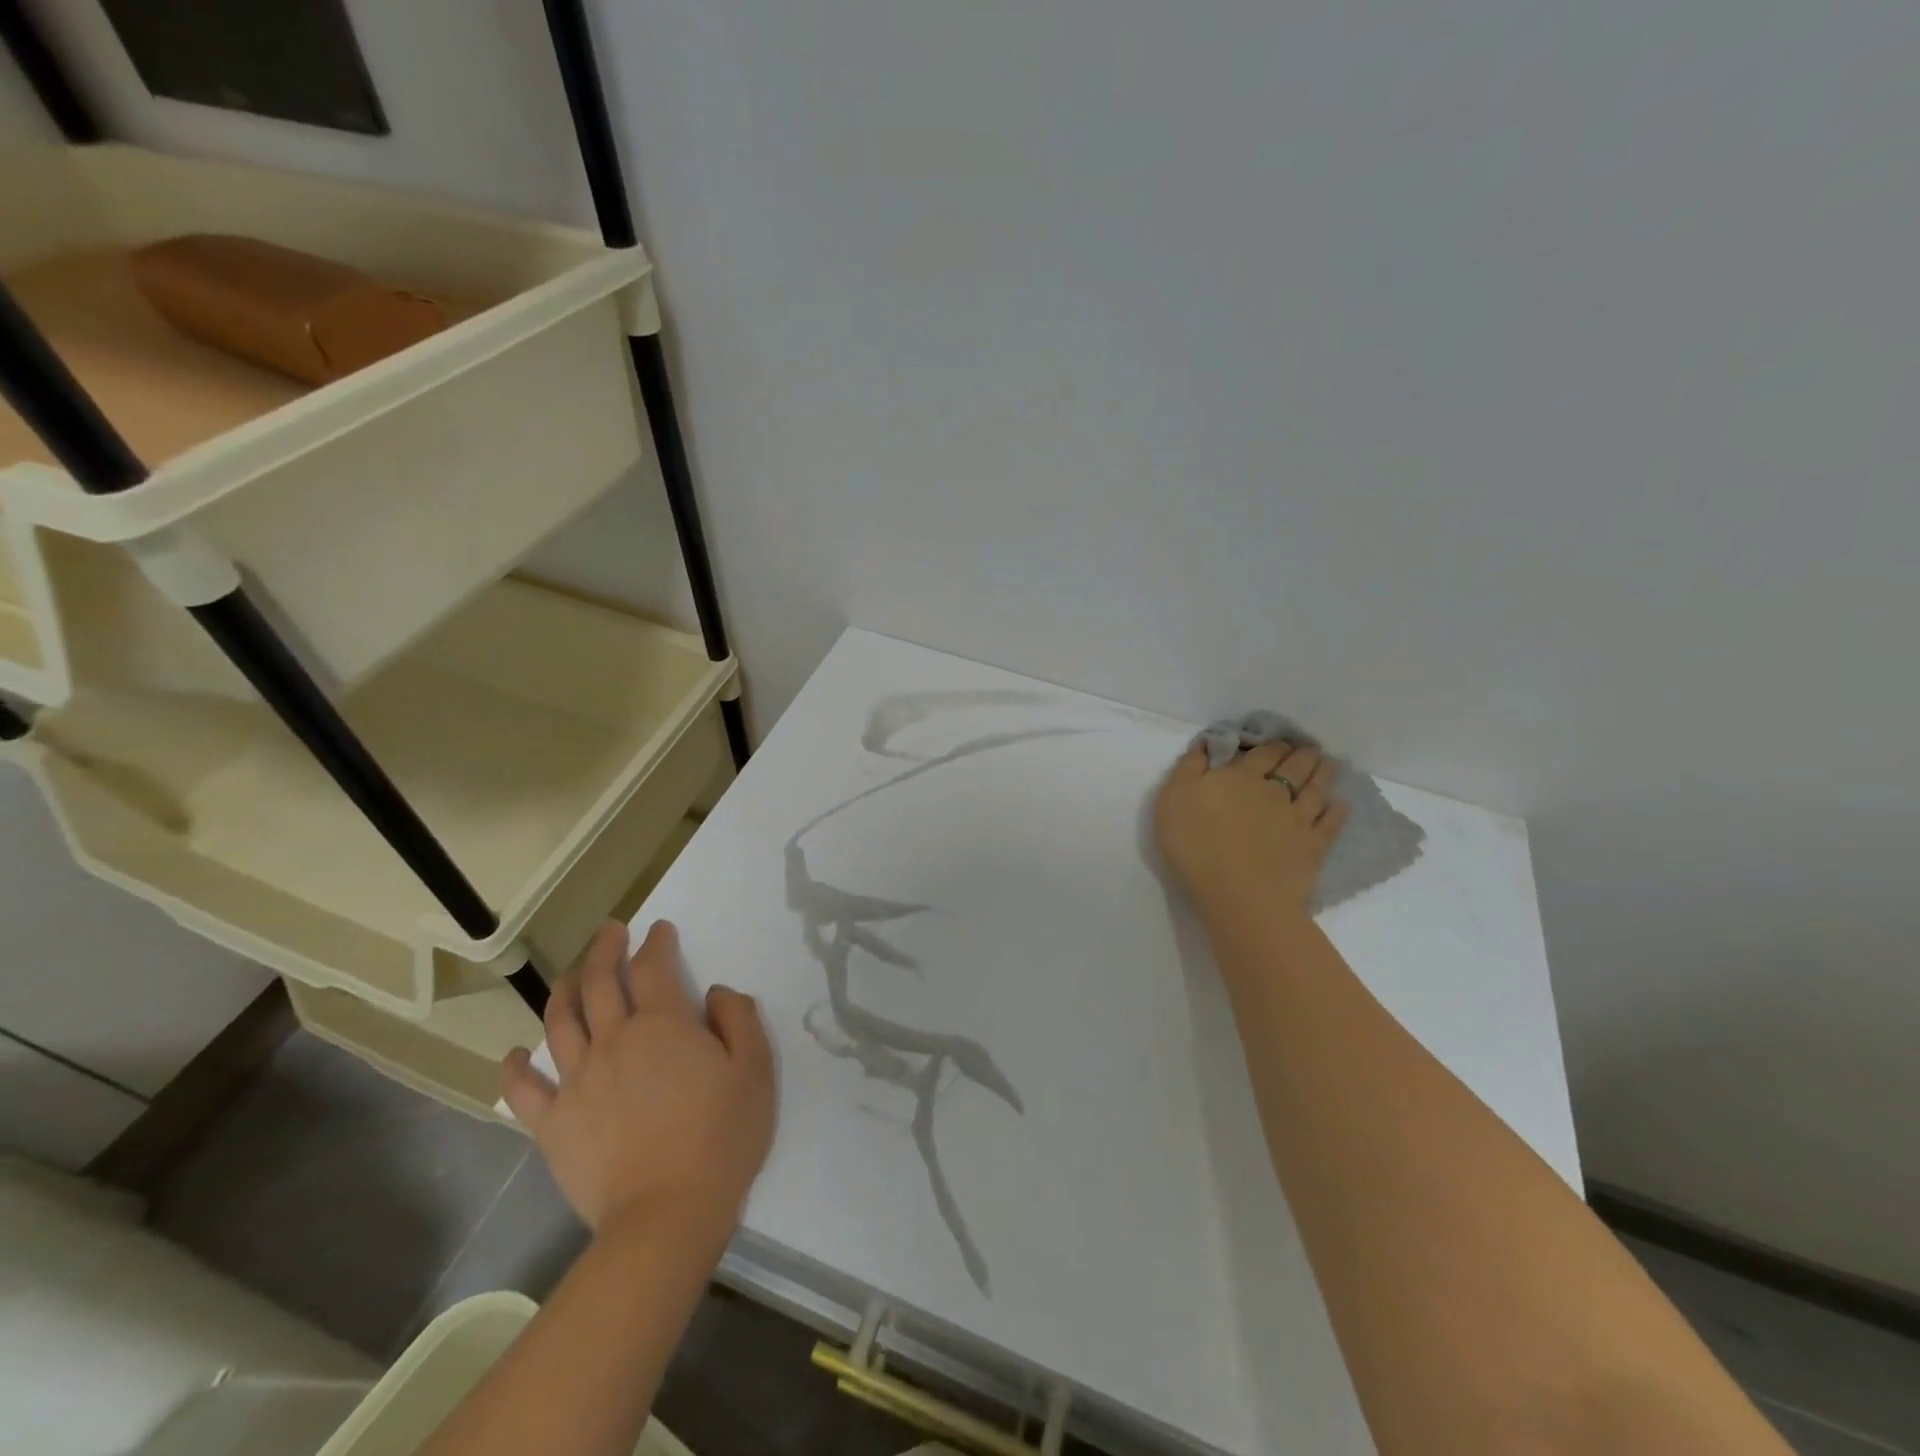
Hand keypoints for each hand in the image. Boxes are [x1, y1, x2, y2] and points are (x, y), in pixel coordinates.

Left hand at [502, 920, 774, 1243]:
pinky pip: (524, 1088)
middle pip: (599, 981)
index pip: (653, 966)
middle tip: (610, 931)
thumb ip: (739, 1018)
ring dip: (563, 989)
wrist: (667, 1215)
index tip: (659, 931)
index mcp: (663, 1024)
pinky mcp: (553, 1122)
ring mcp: (577, 1080)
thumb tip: (715, 992)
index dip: (656, 943)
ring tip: (569, 975)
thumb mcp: (755, 1069)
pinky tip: (515, 1054)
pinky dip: (515, 1067)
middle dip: (604, 949)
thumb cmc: (721, 1137)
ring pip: (559, 1021)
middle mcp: (614, 1040)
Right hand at [1154, 741, 1349, 921]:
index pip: (1262, 752)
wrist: (1237, 893)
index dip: (1271, 744)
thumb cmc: (1195, 843)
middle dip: (1301, 753)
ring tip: (1328, 764)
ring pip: (1316, 788)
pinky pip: (1330, 823)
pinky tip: (1340, 805)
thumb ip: (1190, 767)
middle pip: (1294, 765)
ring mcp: (1298, 818)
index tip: (1276, 742)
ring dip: (1323, 773)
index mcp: (1241, 776)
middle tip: (1308, 748)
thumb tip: (1207, 743)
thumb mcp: (1173, 798)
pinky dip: (1337, 811)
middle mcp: (1274, 790)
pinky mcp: (1313, 846)